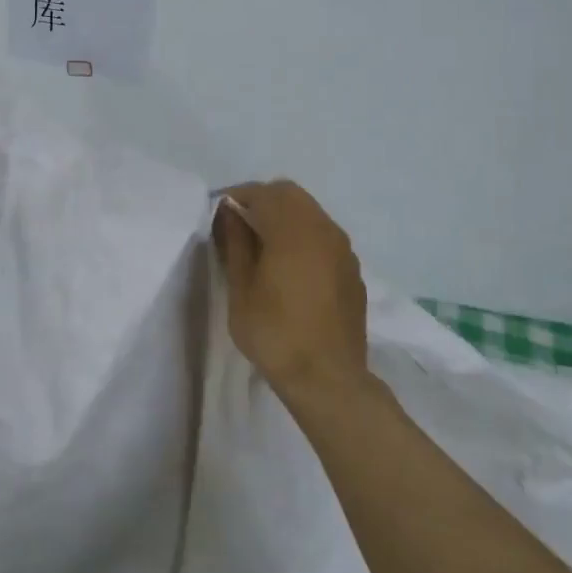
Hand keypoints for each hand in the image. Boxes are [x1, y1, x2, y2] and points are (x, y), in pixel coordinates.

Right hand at [213, 180, 368, 397]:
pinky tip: (289, 265)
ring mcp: (343, 249)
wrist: (328, 379)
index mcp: (293, 230)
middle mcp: (323, 229)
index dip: (237, 197)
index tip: (219, 213)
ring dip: (284, 216)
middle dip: (262, 200)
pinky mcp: (352, 270)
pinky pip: (324, 235)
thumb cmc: (275, 333)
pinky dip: (303, 235)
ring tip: (262, 244)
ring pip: (310, 212)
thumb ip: (235, 243)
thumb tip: (229, 213)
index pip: (262, 193)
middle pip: (290, 194)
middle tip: (239, 224)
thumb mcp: (241, 289)